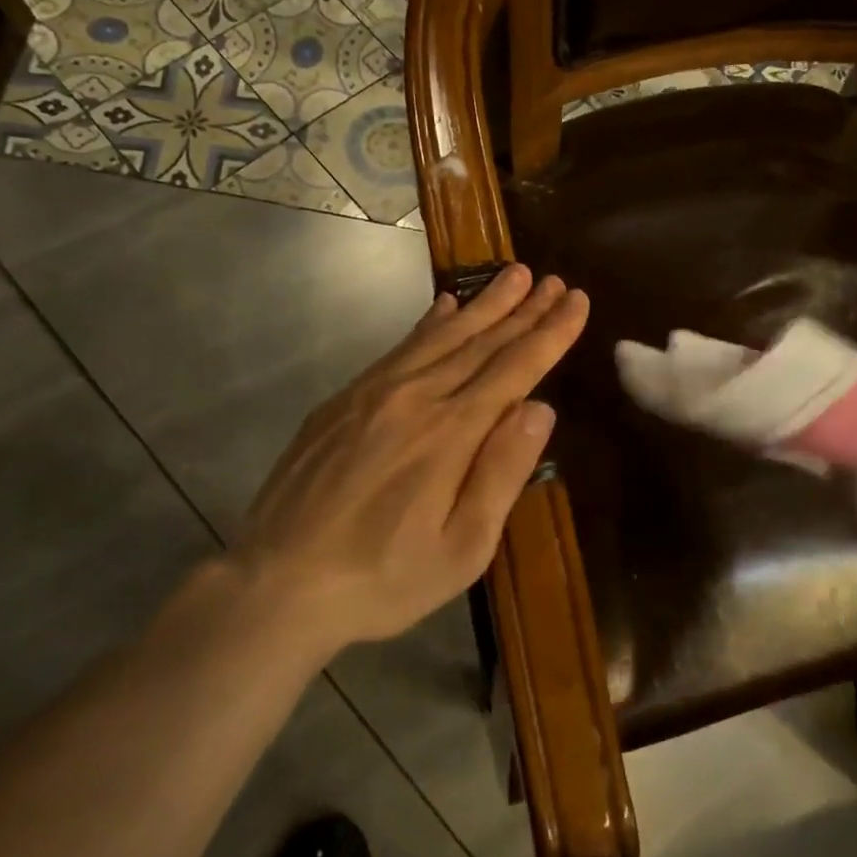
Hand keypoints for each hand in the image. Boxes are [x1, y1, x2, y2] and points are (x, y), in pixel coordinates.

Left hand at [221, 264, 586, 658]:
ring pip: (440, 336)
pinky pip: (399, 348)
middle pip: (481, 342)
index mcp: (451, 434)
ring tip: (513, 274)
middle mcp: (416, 398)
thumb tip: (540, 409)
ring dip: (483, 304)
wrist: (278, 582)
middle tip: (554, 280)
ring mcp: (373, 394)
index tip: (577, 301)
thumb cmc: (383, 578)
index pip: (514, 369)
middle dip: (523, 309)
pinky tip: (445, 307)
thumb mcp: (462, 549)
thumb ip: (502, 473)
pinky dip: (429, 323)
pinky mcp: (343, 401)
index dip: (550, 333)